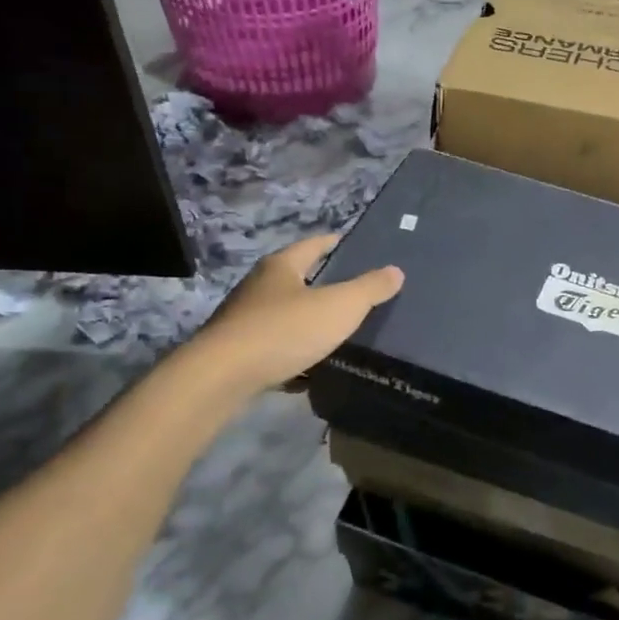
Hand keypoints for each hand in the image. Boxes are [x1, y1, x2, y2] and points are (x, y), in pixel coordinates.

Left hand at [199, 234, 402, 394]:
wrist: (223, 377)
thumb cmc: (285, 330)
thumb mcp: (339, 306)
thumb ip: (369, 288)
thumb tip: (396, 270)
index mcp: (282, 266)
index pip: (314, 245)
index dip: (335, 243)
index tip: (353, 244)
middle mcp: (259, 286)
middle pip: (296, 277)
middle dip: (322, 282)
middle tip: (353, 291)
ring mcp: (244, 319)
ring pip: (285, 313)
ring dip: (307, 319)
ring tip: (337, 330)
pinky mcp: (238, 351)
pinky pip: (275, 345)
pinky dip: (294, 351)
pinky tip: (311, 366)